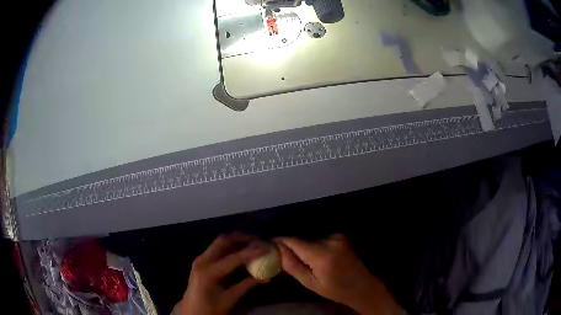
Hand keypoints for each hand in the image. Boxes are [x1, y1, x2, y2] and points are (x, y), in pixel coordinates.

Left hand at [177, 233, 268, 314]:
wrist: (191, 311)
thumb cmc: (210, 308)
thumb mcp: (229, 299)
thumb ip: (246, 286)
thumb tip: (267, 277)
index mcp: (209, 273)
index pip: (233, 258)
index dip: (252, 252)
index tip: (266, 247)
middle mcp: (202, 261)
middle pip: (223, 241)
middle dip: (242, 238)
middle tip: (259, 241)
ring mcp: (200, 259)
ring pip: (219, 242)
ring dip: (236, 241)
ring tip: (252, 244)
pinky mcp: (201, 260)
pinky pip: (217, 248)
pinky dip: (230, 246)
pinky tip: (240, 251)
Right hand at [275, 234, 401, 314]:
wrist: (361, 285)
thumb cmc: (335, 289)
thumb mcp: (311, 283)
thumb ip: (293, 266)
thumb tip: (277, 250)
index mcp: (322, 255)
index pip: (294, 241)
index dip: (281, 242)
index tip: (270, 245)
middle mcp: (330, 241)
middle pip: (302, 240)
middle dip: (293, 248)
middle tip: (286, 259)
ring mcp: (337, 237)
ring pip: (311, 240)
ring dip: (305, 248)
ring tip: (308, 263)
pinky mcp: (341, 236)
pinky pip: (321, 240)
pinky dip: (316, 247)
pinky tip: (321, 259)